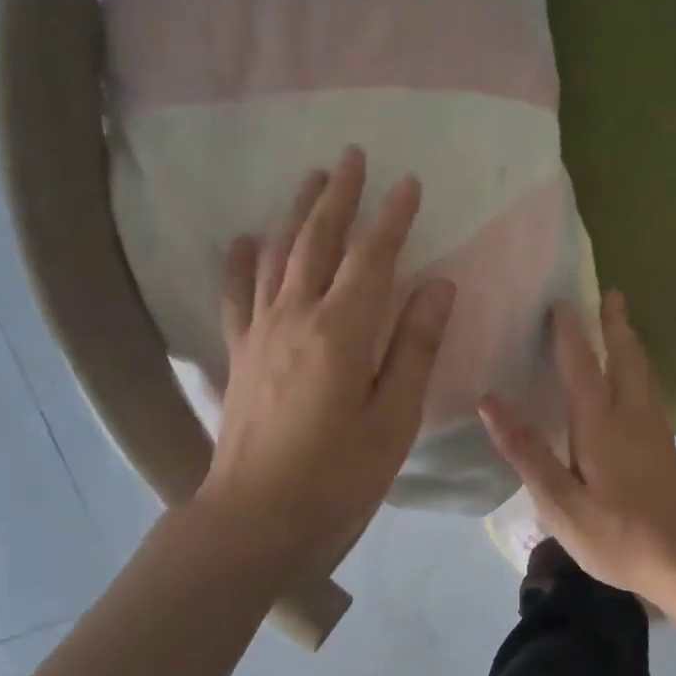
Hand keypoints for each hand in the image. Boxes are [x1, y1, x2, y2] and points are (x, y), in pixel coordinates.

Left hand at [197, 147, 455, 567]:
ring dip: (296, 214)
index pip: (372, 258)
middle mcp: (295, 316)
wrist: (256, 519)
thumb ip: (415, 347)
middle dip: (338, 195)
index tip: (408, 182)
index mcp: (342, 331)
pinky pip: (238, 295)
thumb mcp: (393, 419)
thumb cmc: (338, 477)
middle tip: (351, 155)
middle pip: (317, 240)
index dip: (392, 218)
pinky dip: (242, 262)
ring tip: (309, 180)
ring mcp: (260, 333)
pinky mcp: (240, 354)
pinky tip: (245, 240)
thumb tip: (438, 285)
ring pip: (277, 256)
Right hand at [479, 291, 675, 597]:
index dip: (570, 333)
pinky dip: (640, 373)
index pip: (582, 367)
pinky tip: (636, 387)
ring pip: (644, 376)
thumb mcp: (560, 502)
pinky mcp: (667, 452)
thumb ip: (527, 452)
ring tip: (624, 328)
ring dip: (631, 345)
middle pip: (626, 360)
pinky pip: (651, 395)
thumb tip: (491, 401)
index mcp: (601, 426)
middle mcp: (633, 419)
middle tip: (611, 294)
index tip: (562, 301)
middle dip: (616, 325)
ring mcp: (656, 434)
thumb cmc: (618, 536)